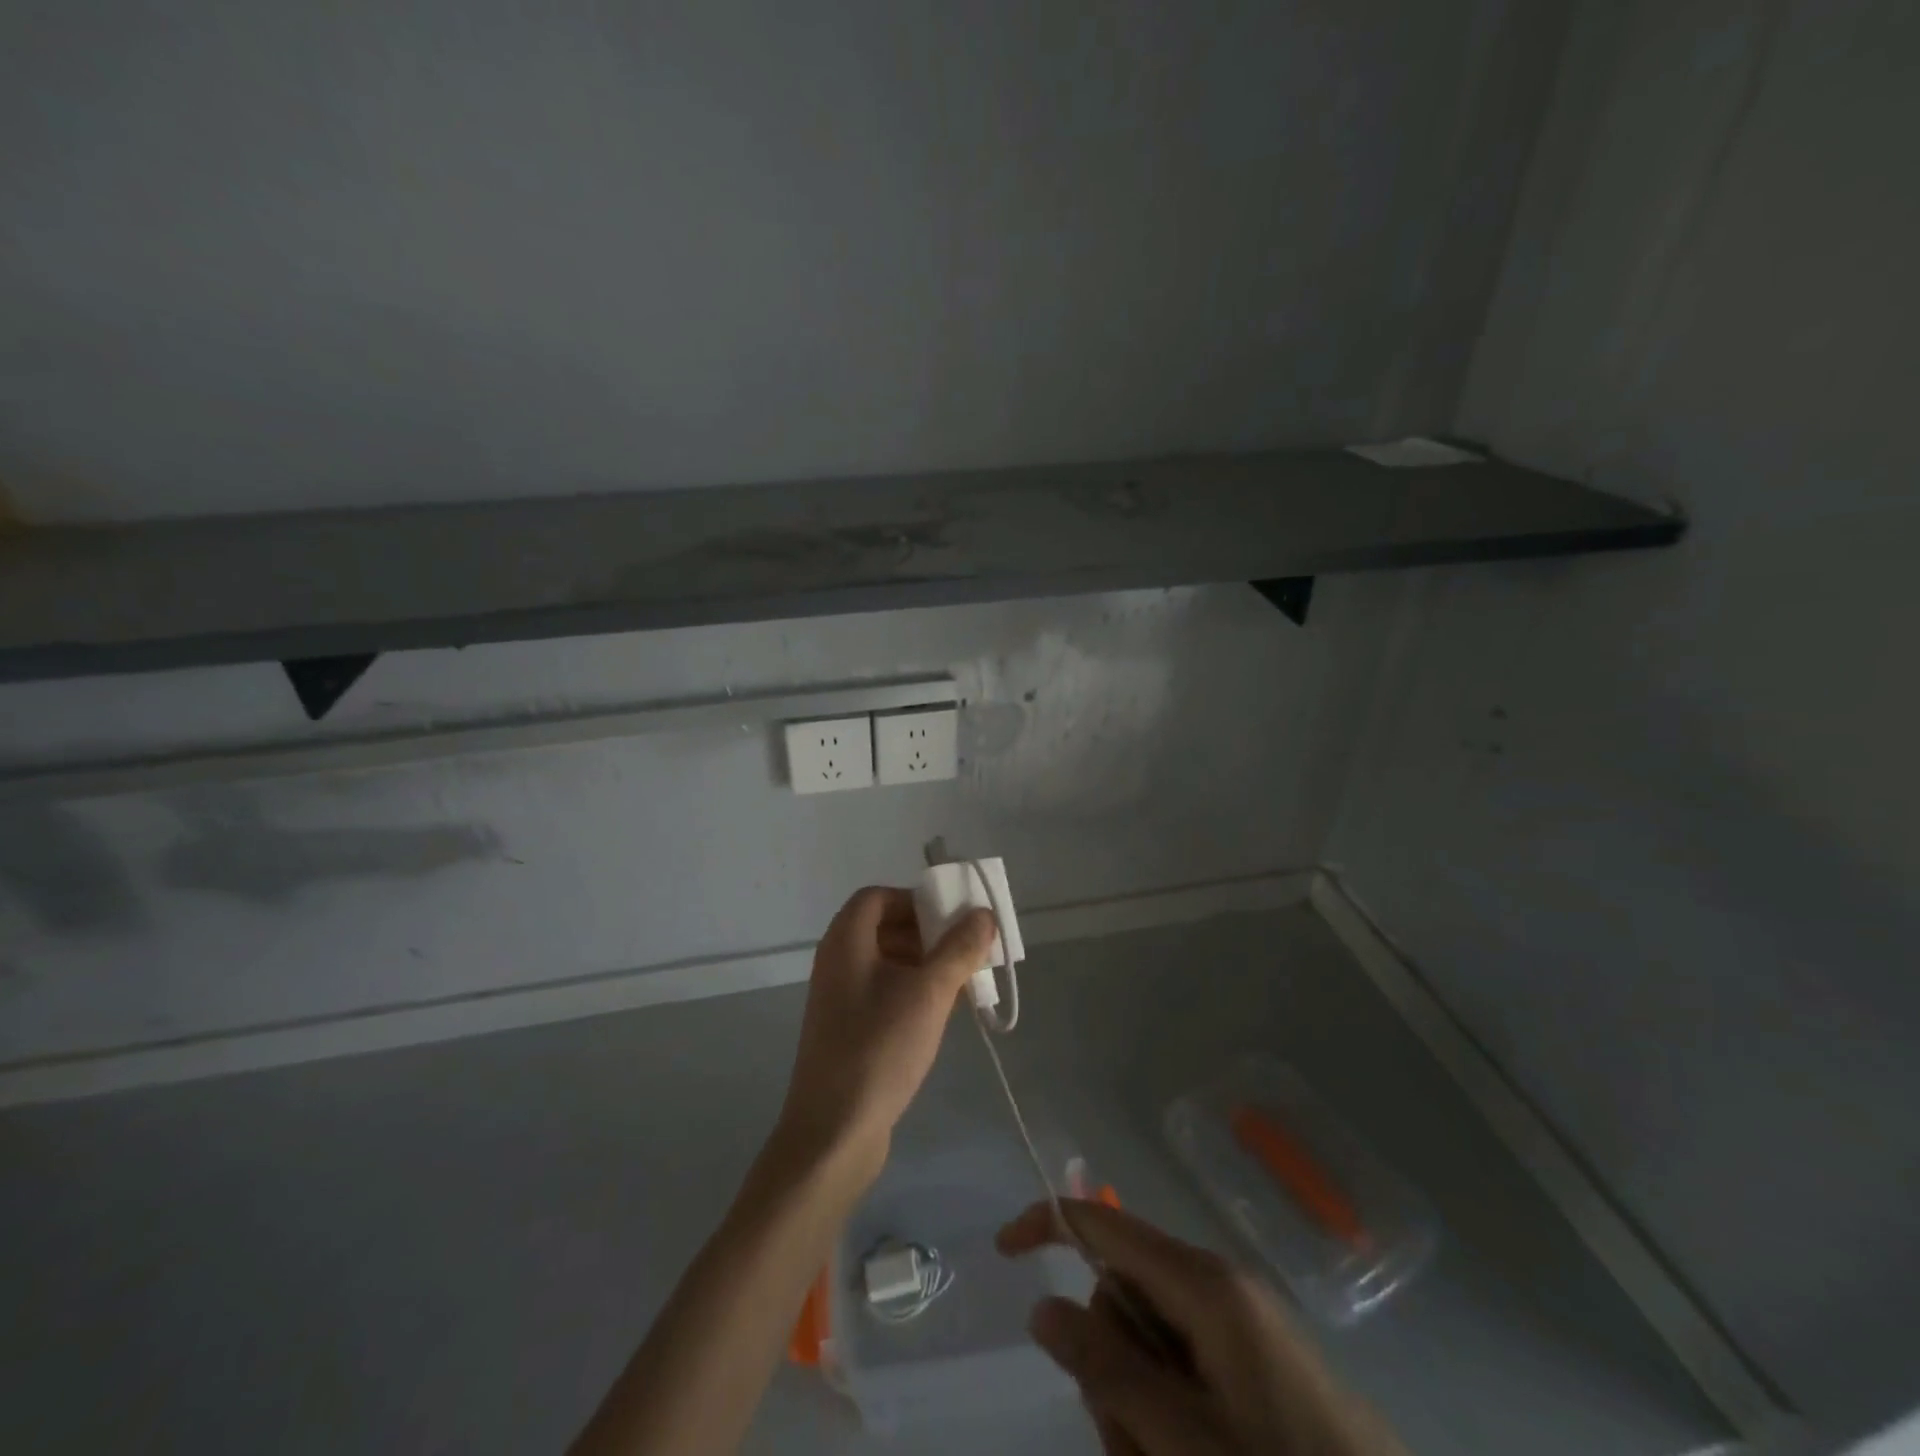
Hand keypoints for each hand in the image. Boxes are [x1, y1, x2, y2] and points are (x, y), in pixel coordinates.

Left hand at [774, 886, 996, 1172]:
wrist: (834, 1133)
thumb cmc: (879, 1048)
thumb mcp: (929, 993)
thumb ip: (958, 949)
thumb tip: (983, 914)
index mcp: (846, 942)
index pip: (877, 897)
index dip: (915, 900)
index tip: (951, 920)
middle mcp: (837, 963)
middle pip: (883, 928)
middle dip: (927, 933)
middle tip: (966, 951)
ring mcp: (839, 999)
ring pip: (887, 963)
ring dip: (925, 965)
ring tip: (962, 984)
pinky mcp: (847, 1031)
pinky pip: (883, 994)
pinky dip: (913, 993)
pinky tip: (941, 1016)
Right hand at [998, 1200, 1404, 1455]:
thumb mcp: (1183, 1441)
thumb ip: (1107, 1369)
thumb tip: (1044, 1307)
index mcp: (1203, 1283)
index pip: (1106, 1224)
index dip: (1050, 1224)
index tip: (1004, 1249)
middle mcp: (1220, 1288)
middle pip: (1123, 1296)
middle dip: (1106, 1364)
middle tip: (1131, 1444)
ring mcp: (1242, 1328)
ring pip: (1150, 1343)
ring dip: (1138, 1408)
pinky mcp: (1258, 1367)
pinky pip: (1185, 1370)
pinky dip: (1169, 1416)